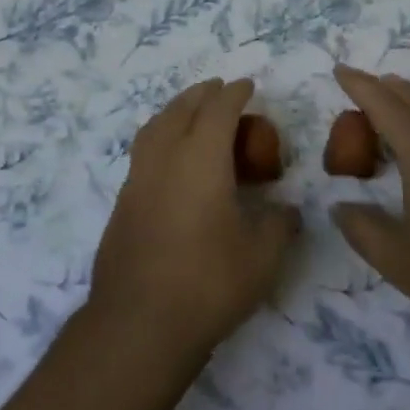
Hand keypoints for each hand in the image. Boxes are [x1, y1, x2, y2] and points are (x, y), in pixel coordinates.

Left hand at [90, 79, 300, 359]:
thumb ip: (280, 226)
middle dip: (202, 94)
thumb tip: (288, 212)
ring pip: (154, 127)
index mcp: (200, 157)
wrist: (139, 323)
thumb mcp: (262, 256)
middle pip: (181, 109)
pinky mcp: (122, 204)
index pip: (218, 109)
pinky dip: (159, 138)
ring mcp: (137, 180)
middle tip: (219, 89)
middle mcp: (165, 158)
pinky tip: (169, 161)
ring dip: (175, 111)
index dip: (235, 93)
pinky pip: (143, 153)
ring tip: (189, 113)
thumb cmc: (208, 282)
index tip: (247, 85)